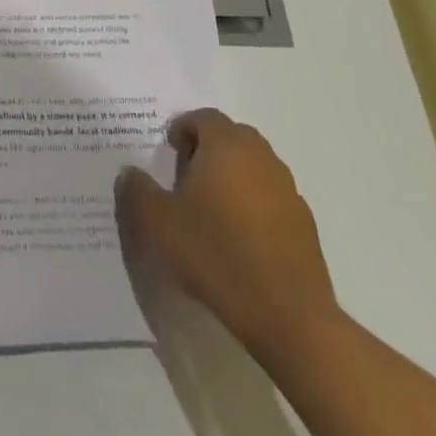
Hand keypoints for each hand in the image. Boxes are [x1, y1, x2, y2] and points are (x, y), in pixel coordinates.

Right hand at [116, 108, 338, 358]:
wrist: (288, 318)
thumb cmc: (216, 254)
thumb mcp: (157, 221)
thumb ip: (136, 189)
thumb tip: (130, 172)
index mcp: (227, 147)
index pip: (204, 117)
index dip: (182, 128)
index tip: (168, 152)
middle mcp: (262, 159)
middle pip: (233, 137)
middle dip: (208, 148)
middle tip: (186, 176)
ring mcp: (289, 192)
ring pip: (254, 167)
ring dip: (232, 176)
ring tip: (210, 209)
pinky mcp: (305, 227)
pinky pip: (271, 198)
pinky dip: (253, 205)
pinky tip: (238, 238)